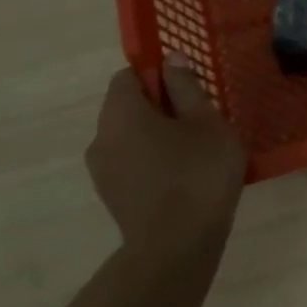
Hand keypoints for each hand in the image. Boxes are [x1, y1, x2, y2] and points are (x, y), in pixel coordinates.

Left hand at [85, 55, 244, 255]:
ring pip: (129, 137)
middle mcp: (101, 137)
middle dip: (161, 107)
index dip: (158, 75)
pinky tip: (183, 178)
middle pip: (127, 106)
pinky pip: (131, 163)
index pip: (128, 75)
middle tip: (200, 121)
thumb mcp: (206, 122)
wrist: (177, 246)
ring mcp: (102, 170)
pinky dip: (152, 161)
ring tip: (195, 152)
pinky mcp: (111, 196)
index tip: (189, 91)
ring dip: (157, 136)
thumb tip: (171, 59)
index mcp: (120, 112)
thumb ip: (186, 87)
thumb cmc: (197, 173)